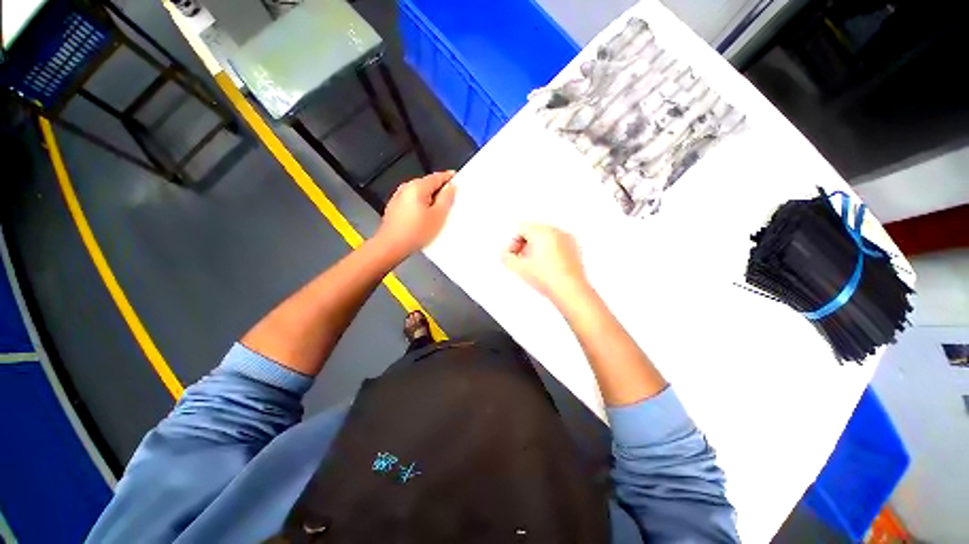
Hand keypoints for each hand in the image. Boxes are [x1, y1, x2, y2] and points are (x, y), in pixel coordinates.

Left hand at [375, 171, 456, 257]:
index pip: (437, 176)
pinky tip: (426, 219)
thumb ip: (446, 198)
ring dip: (431, 200)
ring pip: (420, 194)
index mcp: (417, 187)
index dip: (449, 177)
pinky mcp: (396, 208)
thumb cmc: (414, 233)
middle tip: (451, 201)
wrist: (391, 246)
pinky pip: (413, 202)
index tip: (457, 179)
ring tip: (439, 214)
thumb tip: (451, 188)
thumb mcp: (438, 216)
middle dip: (440, 191)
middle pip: (428, 184)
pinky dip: (422, 206)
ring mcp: (399, 198)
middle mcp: (406, 189)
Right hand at [502, 223, 589, 303]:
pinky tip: (547, 267)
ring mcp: (567, 238)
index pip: (521, 228)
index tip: (513, 254)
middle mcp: (556, 231)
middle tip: (521, 260)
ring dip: (537, 247)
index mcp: (542, 231)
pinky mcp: (575, 248)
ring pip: (546, 237)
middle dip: (525, 244)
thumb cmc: (549, 279)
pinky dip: (550, 251)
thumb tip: (505, 255)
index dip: (513, 242)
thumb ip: (506, 257)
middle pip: (534, 231)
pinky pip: (557, 243)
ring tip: (534, 265)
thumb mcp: (519, 268)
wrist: (570, 291)